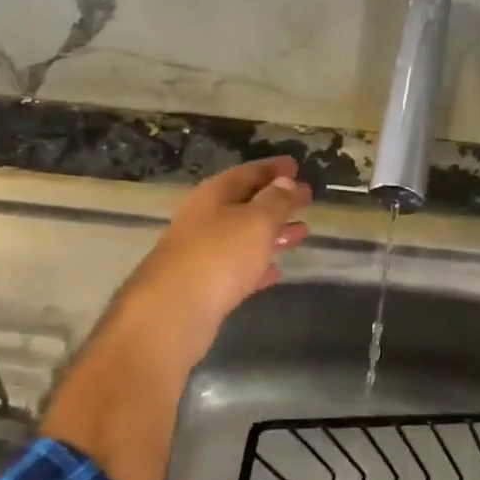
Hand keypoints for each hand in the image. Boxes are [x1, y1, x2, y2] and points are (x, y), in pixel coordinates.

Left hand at [114, 156, 311, 352]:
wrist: (173, 313)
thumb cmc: (219, 255)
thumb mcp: (256, 221)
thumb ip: (275, 200)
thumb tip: (286, 182)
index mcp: (214, 194)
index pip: (248, 172)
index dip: (274, 168)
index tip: (297, 166)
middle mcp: (204, 218)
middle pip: (245, 202)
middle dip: (276, 201)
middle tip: (306, 200)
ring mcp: (202, 252)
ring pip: (243, 235)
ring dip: (272, 232)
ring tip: (301, 233)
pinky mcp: (204, 285)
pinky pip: (237, 267)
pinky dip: (258, 264)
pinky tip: (276, 270)